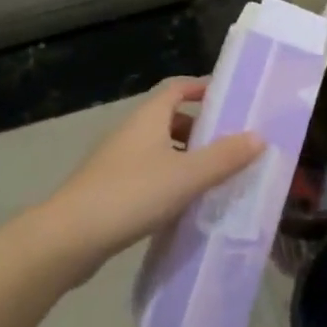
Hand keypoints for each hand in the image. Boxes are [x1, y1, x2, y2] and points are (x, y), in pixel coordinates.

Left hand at [45, 78, 264, 272]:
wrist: (68, 239)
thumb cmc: (131, 195)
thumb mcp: (187, 176)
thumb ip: (224, 157)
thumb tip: (259, 136)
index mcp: (148, 117)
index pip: (177, 88)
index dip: (202, 88)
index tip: (229, 100)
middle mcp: (131, 131)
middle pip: (170, 118)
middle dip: (200, 127)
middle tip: (229, 144)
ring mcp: (116, 161)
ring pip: (158, 148)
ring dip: (184, 156)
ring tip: (212, 176)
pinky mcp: (108, 189)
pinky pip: (147, 173)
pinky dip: (168, 180)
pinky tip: (182, 204)